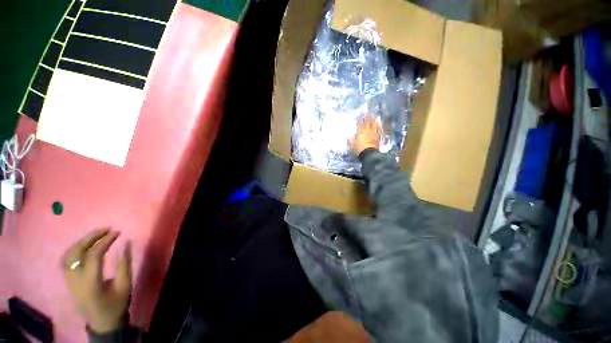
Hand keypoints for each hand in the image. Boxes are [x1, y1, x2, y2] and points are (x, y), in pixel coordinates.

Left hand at [62, 230, 131, 333]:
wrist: (102, 322)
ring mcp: (68, 281)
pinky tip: (84, 246)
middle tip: (106, 229)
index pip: (94, 256)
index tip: (117, 232)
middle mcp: (75, 280)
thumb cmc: (116, 304)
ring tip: (96, 235)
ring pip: (67, 255)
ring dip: (81, 242)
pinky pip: (66, 261)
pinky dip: (75, 249)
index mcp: (91, 284)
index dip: (105, 241)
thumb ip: (125, 264)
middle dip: (90, 237)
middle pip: (76, 253)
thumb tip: (126, 243)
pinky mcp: (67, 281)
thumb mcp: (125, 285)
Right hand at [349, 114, 381, 154]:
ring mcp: (374, 133)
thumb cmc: (359, 148)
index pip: (361, 123)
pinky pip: (379, 130)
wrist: (369, 154)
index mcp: (361, 131)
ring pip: (375, 125)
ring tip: (375, 116)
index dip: (360, 118)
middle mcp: (368, 131)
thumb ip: (349, 140)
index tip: (360, 114)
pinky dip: (380, 126)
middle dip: (368, 117)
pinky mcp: (378, 137)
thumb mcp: (352, 144)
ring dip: (375, 120)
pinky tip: (380, 124)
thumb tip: (345, 138)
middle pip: (369, 122)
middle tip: (368, 112)